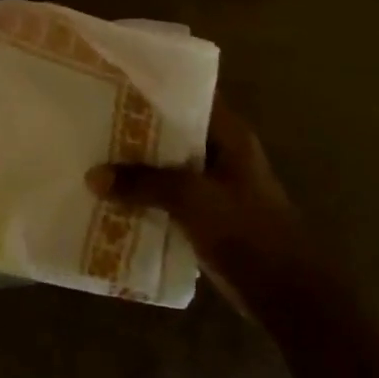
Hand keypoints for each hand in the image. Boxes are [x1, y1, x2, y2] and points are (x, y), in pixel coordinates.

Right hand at [87, 102, 303, 278]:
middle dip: (135, 128)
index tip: (115, 81)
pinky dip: (146, 196)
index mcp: (229, 135)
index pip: (187, 95)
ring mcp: (216, 186)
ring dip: (137, 166)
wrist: (287, 296)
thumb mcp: (191, 199)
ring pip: (167, 165)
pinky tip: (112, 197)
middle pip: (172, 131)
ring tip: (93, 154)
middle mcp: (222, 153)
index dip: (153, 87)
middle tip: (91, 118)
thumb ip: (143, 183)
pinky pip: (169, 196)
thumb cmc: (247, 232)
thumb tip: (93, 176)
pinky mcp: (208, 215)